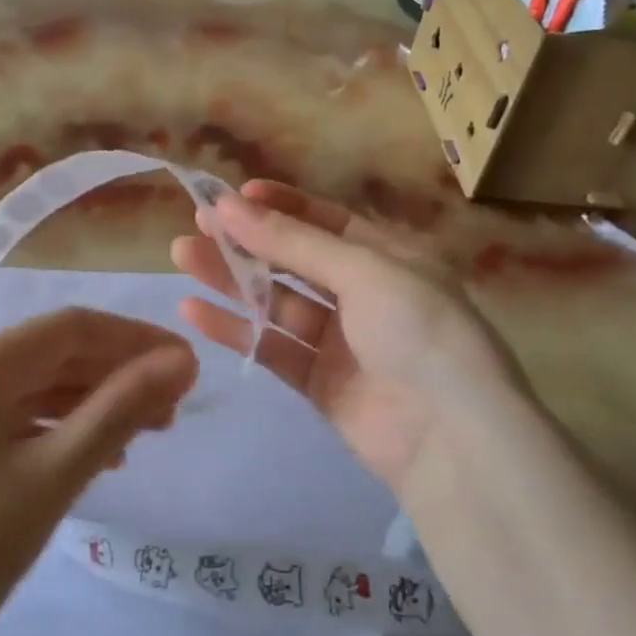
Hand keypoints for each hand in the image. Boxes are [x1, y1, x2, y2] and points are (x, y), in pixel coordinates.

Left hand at [0, 309, 197, 635]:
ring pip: (30, 392)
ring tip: (142, 437)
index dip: (136, 340)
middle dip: (116, 375)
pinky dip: (53, 433)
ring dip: (89, 405)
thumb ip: (119, 410)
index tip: (189, 367)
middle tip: (174, 411)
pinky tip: (85, 460)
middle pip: (52, 356)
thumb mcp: (51, 479)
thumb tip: (181, 361)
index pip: (73, 328)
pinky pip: (6, 425)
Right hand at [170, 181, 530, 494]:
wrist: (453, 439)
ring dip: (232, 280)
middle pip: (295, 260)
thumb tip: (229, 204)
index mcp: (389, 257)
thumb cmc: (418, 330)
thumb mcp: (362, 272)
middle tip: (196, 224)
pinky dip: (236, 329)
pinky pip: (272, 347)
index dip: (281, 206)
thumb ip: (292, 243)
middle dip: (247, 241)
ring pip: (277, 302)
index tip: (232, 196)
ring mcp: (342, 341)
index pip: (327, 221)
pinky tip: (194, 311)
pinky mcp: (319, 383)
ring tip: (182, 257)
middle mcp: (365, 294)